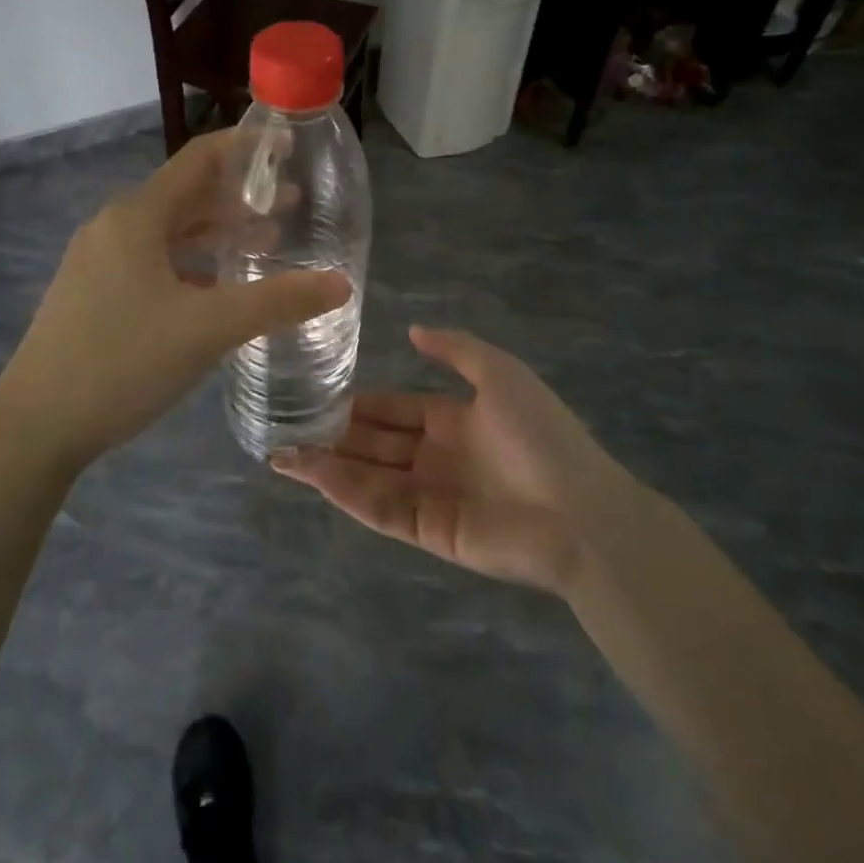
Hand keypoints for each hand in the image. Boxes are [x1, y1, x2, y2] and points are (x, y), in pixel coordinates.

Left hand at [0, 130, 350, 473]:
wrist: (35, 423)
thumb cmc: (123, 361)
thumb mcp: (210, 328)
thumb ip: (278, 302)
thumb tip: (341, 283)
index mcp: (138, 216)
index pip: (199, 159)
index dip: (245, 148)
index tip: (286, 146)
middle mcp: (114, 226)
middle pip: (187, 196)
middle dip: (240, 198)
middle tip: (292, 205)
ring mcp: (98, 260)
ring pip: (169, 232)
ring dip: (216, 233)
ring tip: (266, 243)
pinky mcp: (92, 292)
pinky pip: (151, 260)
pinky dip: (190, 262)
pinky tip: (215, 289)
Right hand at [273, 327, 625, 593]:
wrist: (581, 512)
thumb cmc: (540, 434)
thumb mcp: (500, 374)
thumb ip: (455, 349)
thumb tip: (412, 330)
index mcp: (452, 420)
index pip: (393, 409)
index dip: (358, 402)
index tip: (317, 393)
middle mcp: (436, 457)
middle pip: (374, 443)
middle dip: (333, 434)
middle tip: (286, 425)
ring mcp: (431, 496)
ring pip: (368, 476)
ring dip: (327, 465)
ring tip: (282, 453)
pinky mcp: (429, 531)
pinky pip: (381, 508)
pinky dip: (347, 493)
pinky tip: (315, 476)